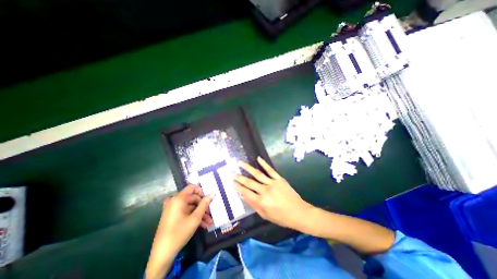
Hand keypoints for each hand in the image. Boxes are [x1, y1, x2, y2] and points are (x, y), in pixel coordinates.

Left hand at [145, 185, 212, 278]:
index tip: (208, 198)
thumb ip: (204, 204)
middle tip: (211, 214)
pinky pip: (185, 212)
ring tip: (209, 222)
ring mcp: (173, 209)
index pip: (192, 187)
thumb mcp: (195, 218)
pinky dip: (193, 217)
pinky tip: (202, 225)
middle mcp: (174, 201)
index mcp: (178, 199)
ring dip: (200, 214)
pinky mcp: (172, 216)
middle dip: (203, 207)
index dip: (201, 191)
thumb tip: (212, 194)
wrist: (162, 254)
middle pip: (192, 198)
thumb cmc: (179, 232)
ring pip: (190, 207)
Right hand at [234, 158, 311, 231]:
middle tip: (232, 172)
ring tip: (240, 163)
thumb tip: (243, 195)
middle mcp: (265, 191)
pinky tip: (258, 158)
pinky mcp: (279, 179)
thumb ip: (253, 205)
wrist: (299, 212)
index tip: (231, 182)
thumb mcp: (265, 215)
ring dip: (248, 168)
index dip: (238, 187)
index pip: (246, 192)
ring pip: (258, 174)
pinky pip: (270, 170)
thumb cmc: (281, 217)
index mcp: (261, 202)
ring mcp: (272, 183)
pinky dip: (264, 163)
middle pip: (249, 182)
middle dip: (239, 177)